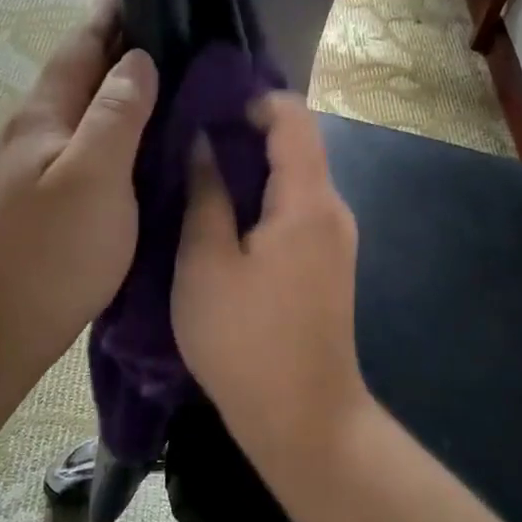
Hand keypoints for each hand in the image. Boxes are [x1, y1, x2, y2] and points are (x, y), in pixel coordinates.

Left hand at [0, 0, 158, 387]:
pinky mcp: (52, 195)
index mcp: (45, 113)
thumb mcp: (92, 175)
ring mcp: (42, 164)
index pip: (83, 43)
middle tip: (183, 27)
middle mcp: (39, 129)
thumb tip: (138, 59)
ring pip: (90, 107)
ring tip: (177, 74)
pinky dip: (123, 125)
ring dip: (125, 84)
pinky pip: (94, 141)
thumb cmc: (50, 250)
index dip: (114, 11)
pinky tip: (150, 136)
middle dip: (126, 43)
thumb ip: (116, 113)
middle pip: (85, 71)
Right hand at [172, 93, 370, 466]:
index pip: (293, 117)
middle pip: (296, 146)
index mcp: (307, 201)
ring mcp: (334, 239)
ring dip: (250, 167)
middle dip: (244, 132)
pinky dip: (261, 198)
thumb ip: (206, 195)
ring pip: (294, 179)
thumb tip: (202, 143)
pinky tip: (222, 214)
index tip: (206, 104)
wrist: (304, 422)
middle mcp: (332, 209)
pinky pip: (295, 210)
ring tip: (196, 171)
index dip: (253, 100)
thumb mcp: (206, 264)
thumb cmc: (246, 341)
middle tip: (187, 135)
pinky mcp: (326, 264)